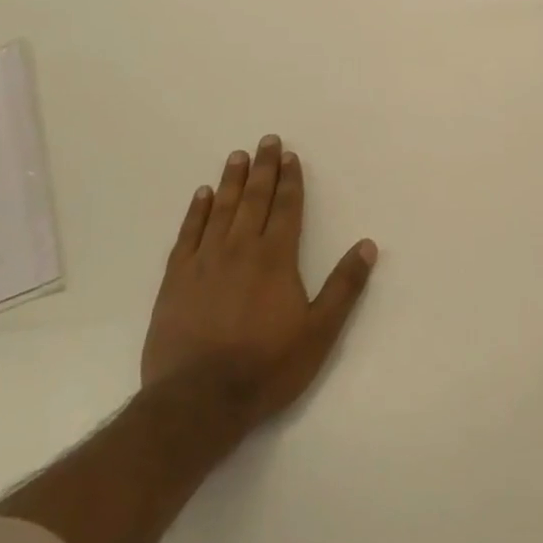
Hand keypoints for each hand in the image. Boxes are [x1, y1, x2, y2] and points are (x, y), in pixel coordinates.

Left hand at [141, 135, 376, 433]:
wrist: (197, 401)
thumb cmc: (266, 367)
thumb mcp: (319, 332)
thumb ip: (344, 287)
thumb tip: (367, 245)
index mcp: (276, 259)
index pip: (286, 209)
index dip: (290, 181)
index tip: (290, 156)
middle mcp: (240, 250)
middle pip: (254, 200)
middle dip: (264, 169)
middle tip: (267, 140)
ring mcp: (204, 262)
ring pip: (221, 210)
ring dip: (231, 181)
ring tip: (237, 156)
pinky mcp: (175, 280)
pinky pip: (187, 234)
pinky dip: (196, 212)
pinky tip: (201, 196)